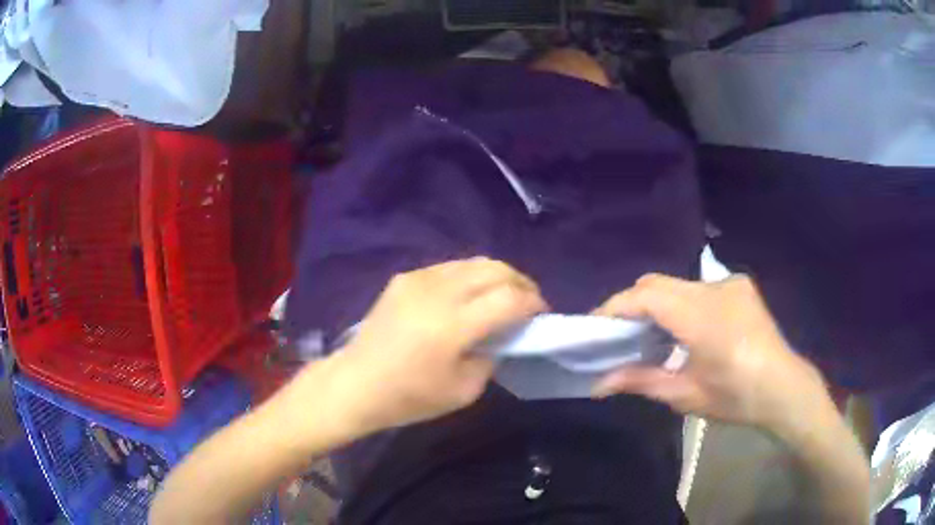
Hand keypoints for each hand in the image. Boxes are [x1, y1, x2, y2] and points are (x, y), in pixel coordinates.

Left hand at [331, 257, 547, 434]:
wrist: (356, 383)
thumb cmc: (409, 397)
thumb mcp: (463, 391)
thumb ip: (491, 357)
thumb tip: (501, 335)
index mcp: (454, 325)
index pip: (509, 298)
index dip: (533, 302)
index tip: (541, 314)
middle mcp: (438, 292)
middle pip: (495, 269)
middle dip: (520, 282)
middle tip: (527, 302)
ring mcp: (418, 280)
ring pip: (473, 262)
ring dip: (496, 276)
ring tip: (502, 296)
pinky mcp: (404, 278)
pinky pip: (449, 268)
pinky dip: (469, 277)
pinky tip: (468, 296)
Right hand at [592, 274, 827, 431]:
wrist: (784, 388)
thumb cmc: (735, 398)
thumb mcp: (685, 394)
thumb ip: (640, 381)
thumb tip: (597, 384)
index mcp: (702, 317)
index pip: (646, 296)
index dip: (615, 307)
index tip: (594, 325)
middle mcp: (715, 288)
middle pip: (658, 283)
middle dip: (632, 304)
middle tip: (618, 334)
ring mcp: (730, 283)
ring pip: (677, 283)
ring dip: (657, 304)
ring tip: (649, 335)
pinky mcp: (739, 285)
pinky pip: (698, 288)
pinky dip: (680, 303)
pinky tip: (684, 330)